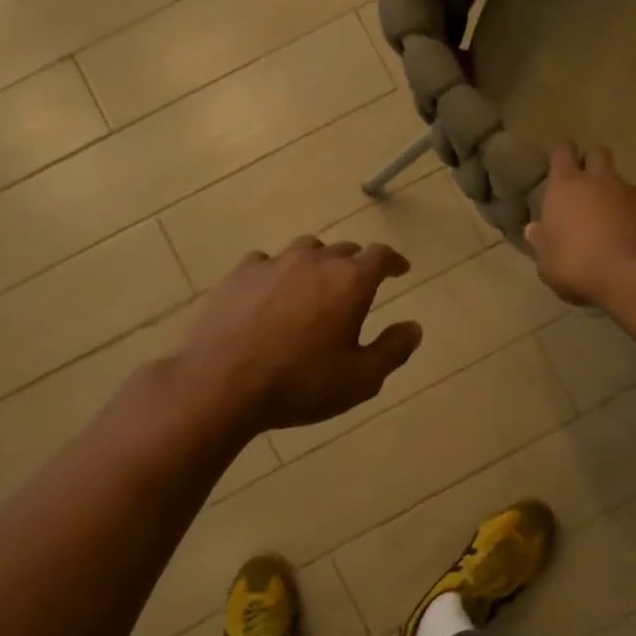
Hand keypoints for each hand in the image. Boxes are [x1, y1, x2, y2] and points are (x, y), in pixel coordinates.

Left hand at [173, 237, 423, 434]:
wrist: (222, 384)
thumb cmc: (300, 384)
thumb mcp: (360, 379)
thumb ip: (392, 350)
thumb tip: (414, 328)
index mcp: (350, 282)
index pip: (380, 256)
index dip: (393, 261)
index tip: (400, 269)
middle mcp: (313, 261)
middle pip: (343, 250)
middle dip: (356, 265)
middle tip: (358, 287)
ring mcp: (272, 264)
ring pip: (304, 251)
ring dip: (317, 264)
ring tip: (315, 287)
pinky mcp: (238, 275)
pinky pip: (266, 263)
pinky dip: (278, 273)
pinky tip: (272, 293)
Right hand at [525, 142, 635, 306]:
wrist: (633, 274)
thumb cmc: (577, 265)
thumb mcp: (548, 263)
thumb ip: (541, 243)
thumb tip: (534, 230)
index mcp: (565, 187)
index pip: (562, 152)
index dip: (562, 154)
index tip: (560, 163)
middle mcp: (598, 180)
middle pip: (597, 154)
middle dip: (591, 162)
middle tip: (585, 184)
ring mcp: (628, 191)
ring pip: (619, 179)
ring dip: (612, 191)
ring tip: (607, 216)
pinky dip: (631, 211)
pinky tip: (627, 232)